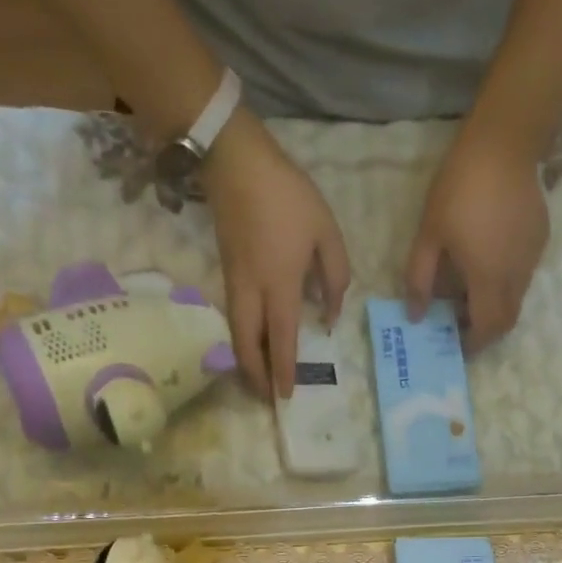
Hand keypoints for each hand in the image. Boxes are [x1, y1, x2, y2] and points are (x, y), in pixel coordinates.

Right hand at [201, 112, 350, 400]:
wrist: (235, 163)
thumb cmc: (288, 196)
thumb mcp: (326, 232)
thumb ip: (335, 278)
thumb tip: (329, 317)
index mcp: (281, 283)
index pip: (282, 338)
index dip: (285, 369)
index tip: (287, 395)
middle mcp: (252, 291)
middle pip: (248, 346)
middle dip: (256, 376)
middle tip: (267, 398)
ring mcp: (234, 283)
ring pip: (237, 334)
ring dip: (247, 361)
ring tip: (259, 380)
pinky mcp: (226, 273)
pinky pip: (234, 318)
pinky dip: (243, 340)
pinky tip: (253, 345)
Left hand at [405, 120, 548, 352]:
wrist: (503, 145)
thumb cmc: (458, 190)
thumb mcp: (428, 236)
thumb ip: (420, 280)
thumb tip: (416, 316)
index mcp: (488, 278)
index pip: (487, 329)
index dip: (473, 344)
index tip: (456, 343)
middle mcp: (517, 276)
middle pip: (508, 321)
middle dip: (486, 331)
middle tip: (462, 325)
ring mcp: (533, 258)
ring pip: (518, 299)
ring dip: (496, 307)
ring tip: (470, 293)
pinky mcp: (541, 240)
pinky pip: (525, 274)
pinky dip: (506, 283)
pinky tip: (488, 262)